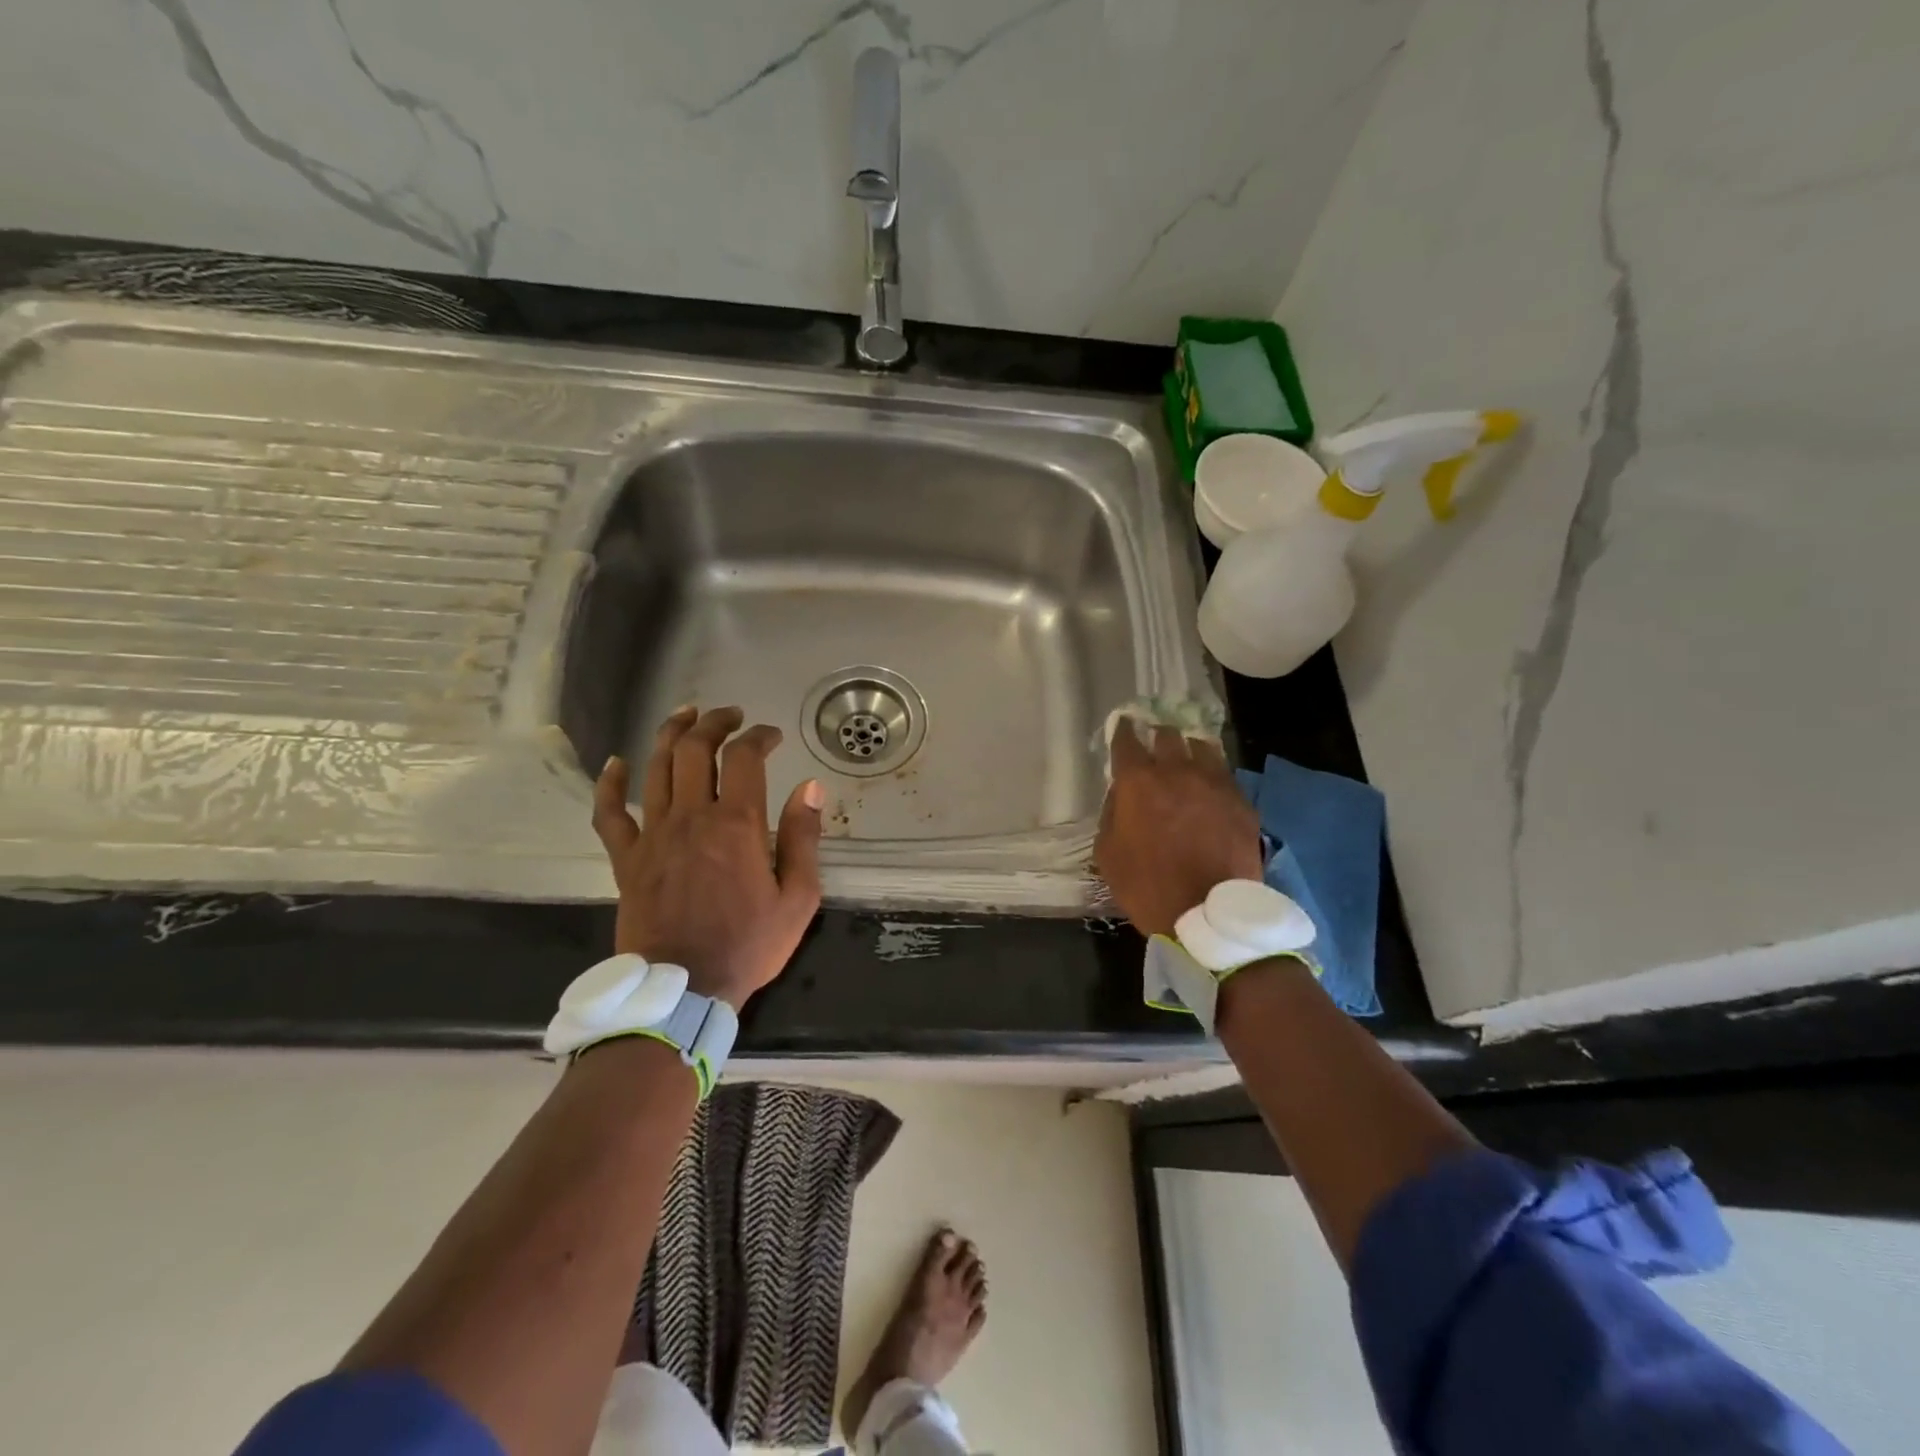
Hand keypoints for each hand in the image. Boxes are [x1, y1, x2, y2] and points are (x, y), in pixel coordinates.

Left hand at [591, 705, 824, 1010]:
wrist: (682, 990)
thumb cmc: (748, 945)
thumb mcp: (798, 898)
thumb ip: (804, 838)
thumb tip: (811, 788)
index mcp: (737, 824)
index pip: (745, 757)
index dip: (760, 736)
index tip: (772, 735)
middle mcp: (691, 816)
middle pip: (696, 748)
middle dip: (715, 722)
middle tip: (731, 715)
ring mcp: (653, 834)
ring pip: (656, 766)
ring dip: (672, 733)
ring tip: (687, 715)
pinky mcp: (626, 858)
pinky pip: (609, 812)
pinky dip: (610, 783)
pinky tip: (616, 763)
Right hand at [1095, 722, 1262, 938]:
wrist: (1207, 914)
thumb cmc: (1146, 886)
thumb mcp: (1107, 854)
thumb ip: (1111, 815)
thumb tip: (1120, 796)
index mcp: (1138, 781)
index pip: (1126, 740)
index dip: (1123, 731)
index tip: (1123, 726)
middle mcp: (1176, 770)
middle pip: (1168, 735)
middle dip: (1158, 737)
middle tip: (1155, 747)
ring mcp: (1214, 783)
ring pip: (1202, 747)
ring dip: (1190, 750)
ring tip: (1187, 761)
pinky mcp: (1241, 801)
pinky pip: (1225, 776)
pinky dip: (1214, 776)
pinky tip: (1211, 789)